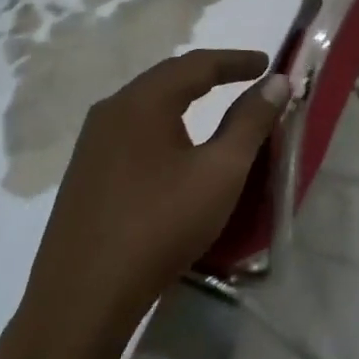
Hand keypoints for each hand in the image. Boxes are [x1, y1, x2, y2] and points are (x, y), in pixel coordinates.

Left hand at [5, 50, 289, 358]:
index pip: (197, 64)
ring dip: (183, 98)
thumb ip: (250, 122)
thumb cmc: (160, 226)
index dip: (236, 61)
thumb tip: (276, 82)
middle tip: (244, 78)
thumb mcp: (220, 173)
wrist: (82, 297)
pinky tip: (173, 148)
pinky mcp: (84, 173)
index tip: (267, 63)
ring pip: (146, 105)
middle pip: (167, 78)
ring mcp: (91, 143)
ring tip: (214, 106)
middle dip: (209, 74)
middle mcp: (110, 111)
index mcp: (142, 102)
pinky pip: (131, 130)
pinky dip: (163, 124)